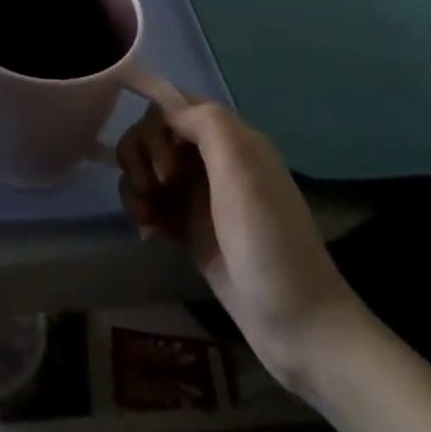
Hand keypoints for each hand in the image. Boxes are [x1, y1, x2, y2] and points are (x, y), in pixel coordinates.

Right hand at [117, 99, 367, 390]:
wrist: (296, 326)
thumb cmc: (269, 241)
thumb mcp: (243, 171)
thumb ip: (206, 124)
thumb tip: (166, 107)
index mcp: (231, 139)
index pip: (175, 104)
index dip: (157, 123)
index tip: (163, 160)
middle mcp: (212, 160)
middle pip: (154, 133)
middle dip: (141, 155)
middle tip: (154, 187)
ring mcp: (198, 196)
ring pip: (146, 167)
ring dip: (134, 184)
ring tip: (144, 215)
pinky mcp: (187, 229)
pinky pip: (149, 202)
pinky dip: (140, 209)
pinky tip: (147, 232)